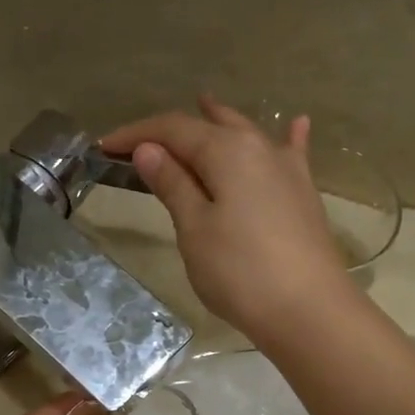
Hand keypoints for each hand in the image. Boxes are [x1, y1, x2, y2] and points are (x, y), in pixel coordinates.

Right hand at [101, 96, 356, 347]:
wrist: (309, 310)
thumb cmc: (240, 271)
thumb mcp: (194, 229)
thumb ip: (173, 184)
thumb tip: (149, 148)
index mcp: (226, 150)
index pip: (173, 129)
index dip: (136, 134)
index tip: (105, 147)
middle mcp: (260, 147)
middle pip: (210, 127)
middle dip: (174, 131)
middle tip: (144, 142)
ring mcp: (288, 170)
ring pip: (247, 134)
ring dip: (221, 121)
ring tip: (206, 104)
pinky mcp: (304, 196)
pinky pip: (290, 154)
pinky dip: (286, 138)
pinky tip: (298, 124)